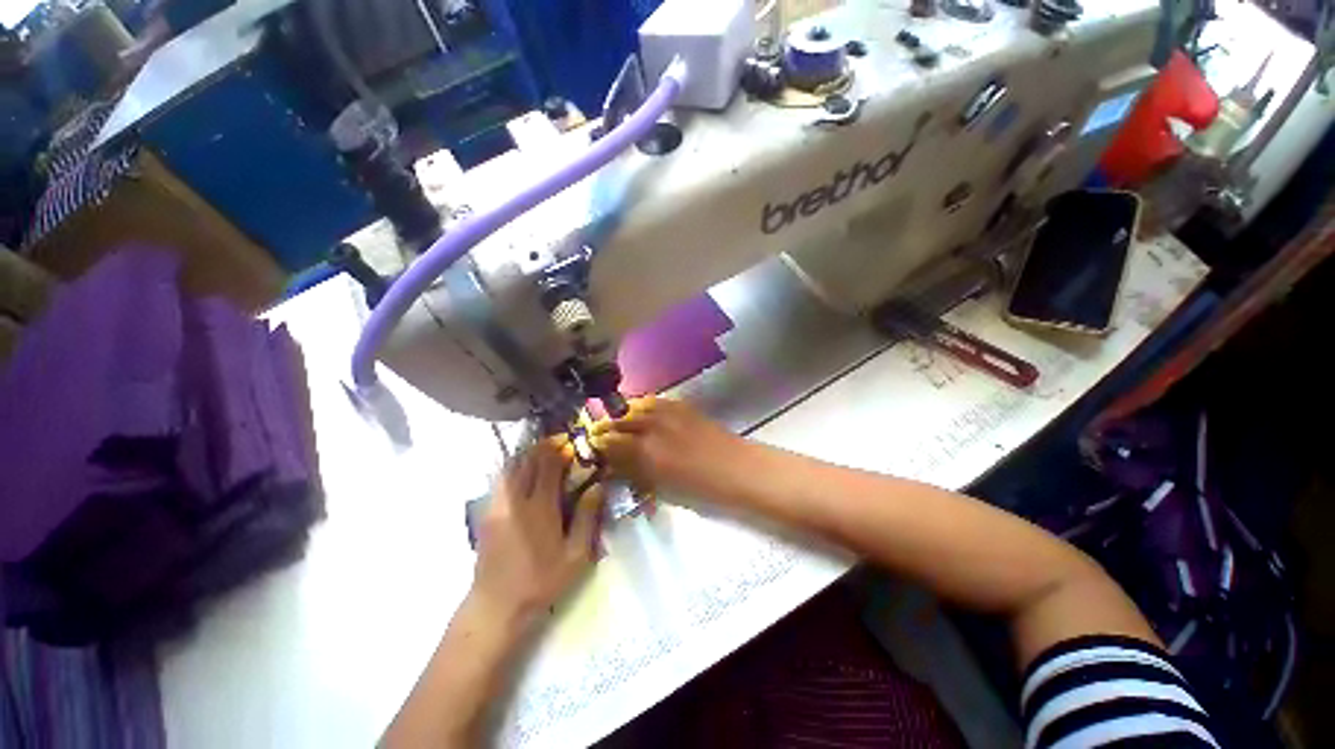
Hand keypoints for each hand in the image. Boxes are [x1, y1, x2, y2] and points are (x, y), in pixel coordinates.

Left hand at [470, 441, 602, 629]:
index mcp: (541, 508)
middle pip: (527, 462)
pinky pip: (500, 480)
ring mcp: (498, 505)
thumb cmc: (541, 581)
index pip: (549, 467)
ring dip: (526, 454)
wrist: (497, 606)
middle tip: (556, 440)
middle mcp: (517, 500)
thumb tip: (598, 486)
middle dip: (542, 447)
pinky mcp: (487, 513)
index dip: (559, 451)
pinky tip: (521, 471)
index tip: (570, 442)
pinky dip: (512, 468)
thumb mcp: (576, 555)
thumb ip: (587, 517)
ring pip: (511, 467)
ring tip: (540, 450)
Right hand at [592, 398, 749, 499]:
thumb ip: (636, 471)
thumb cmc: (701, 488)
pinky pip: (655, 401)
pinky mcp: (683, 407)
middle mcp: (653, 426)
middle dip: (607, 426)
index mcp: (646, 451)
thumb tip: (615, 463)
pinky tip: (643, 412)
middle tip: (599, 432)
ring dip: (624, 413)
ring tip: (620, 421)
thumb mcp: (662, 486)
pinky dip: (643, 406)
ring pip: (636, 406)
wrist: (739, 469)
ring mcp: (669, 412)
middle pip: (620, 420)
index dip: (599, 443)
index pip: (611, 441)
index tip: (593, 445)